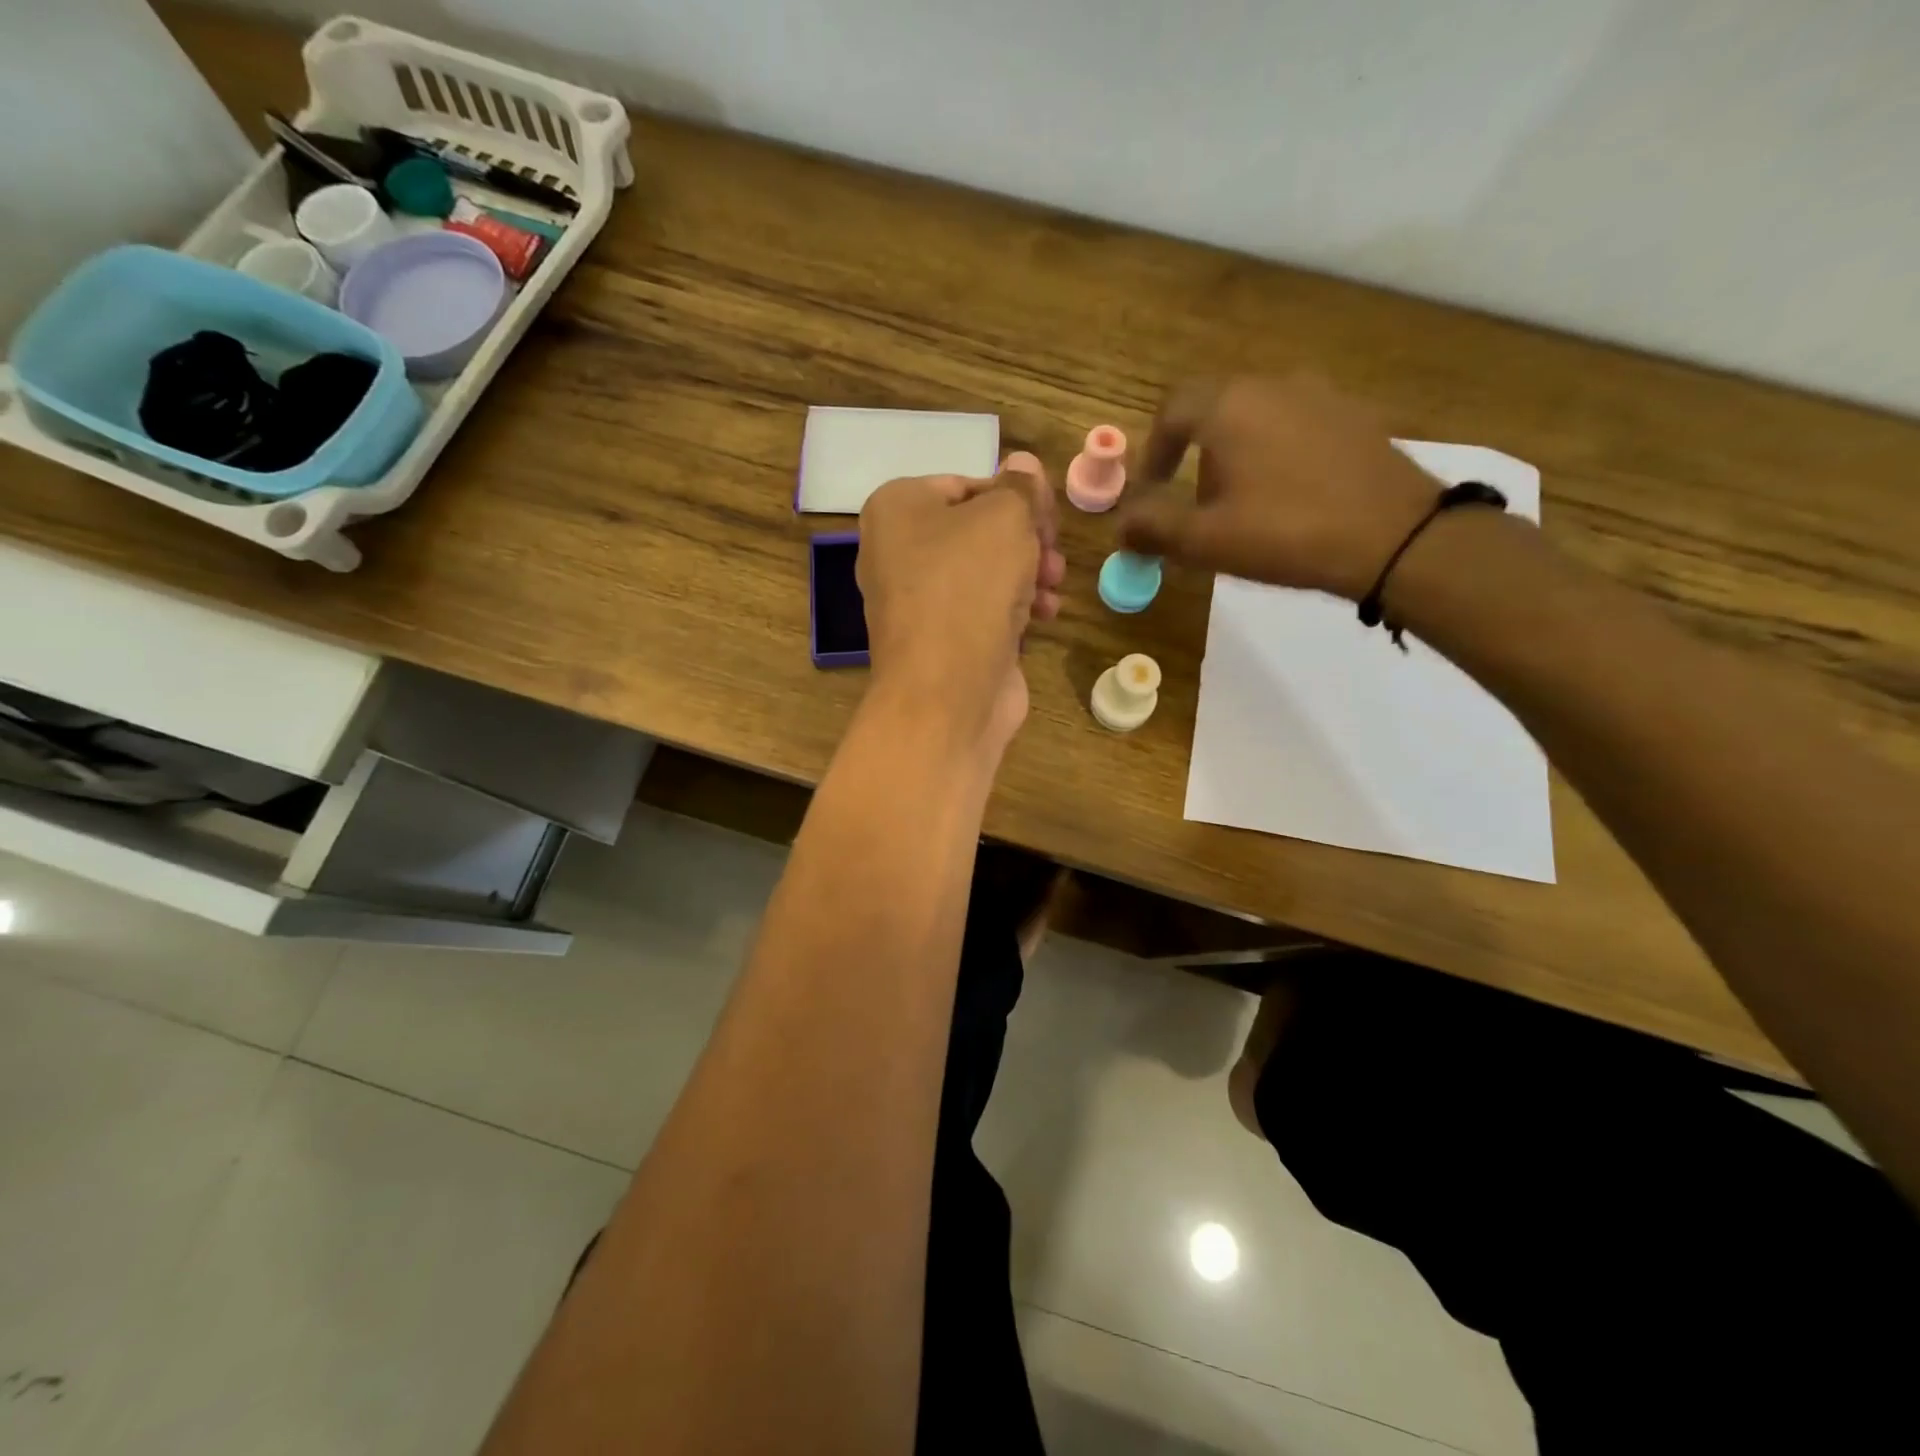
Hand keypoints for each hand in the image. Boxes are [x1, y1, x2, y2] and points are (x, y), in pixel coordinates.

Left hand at [858, 463, 1064, 755]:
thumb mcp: (1006, 517)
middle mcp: (897, 552)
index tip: (1048, 517)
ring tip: (1054, 586)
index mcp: (896, 509)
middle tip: (1053, 553)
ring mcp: (917, 602)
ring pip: (985, 572)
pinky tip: (1044, 616)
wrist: (946, 692)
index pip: (965, 484)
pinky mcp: (940, 641)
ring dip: (1029, 574)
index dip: (1014, 497)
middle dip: (1026, 540)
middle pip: (977, 531)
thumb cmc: (970, 586)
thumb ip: (1020, 488)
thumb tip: (1024, 466)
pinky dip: (1014, 608)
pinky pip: (982, 610)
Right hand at [1117, 374, 1441, 600]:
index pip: (1172, 411)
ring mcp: (1321, 395)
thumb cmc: (1286, 533)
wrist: (1396, 536)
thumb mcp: (1206, 540)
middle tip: (1195, 506)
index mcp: (1230, 406)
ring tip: (1243, 505)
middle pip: (1215, 410)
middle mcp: (1273, 385)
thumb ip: (1153, 528)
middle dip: (1195, 456)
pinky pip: (1296, 426)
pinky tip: (1289, 497)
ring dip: (1236, 455)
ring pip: (1257, 417)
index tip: (1152, 491)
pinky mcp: (1355, 416)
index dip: (1153, 452)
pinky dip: (1277, 454)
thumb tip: (1120, 526)